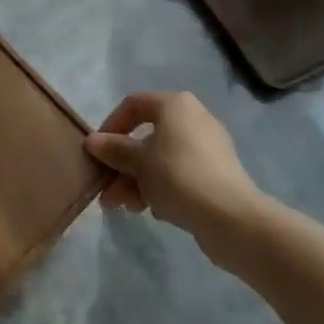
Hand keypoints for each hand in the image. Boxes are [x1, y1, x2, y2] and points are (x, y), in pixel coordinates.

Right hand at [86, 92, 261, 240]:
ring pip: (161, 159)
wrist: (231, 218)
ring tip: (125, 208)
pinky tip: (154, 211)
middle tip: (107, 190)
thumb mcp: (138, 162)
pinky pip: (180, 174)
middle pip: (146, 136)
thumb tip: (92, 141)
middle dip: (123, 165)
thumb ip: (114, 150)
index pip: (133, 104)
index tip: (98, 152)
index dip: (111, 125)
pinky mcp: (216, 174)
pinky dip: (162, 188)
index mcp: (175, 105)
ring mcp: (208, 147)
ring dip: (137, 181)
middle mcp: (193, 118)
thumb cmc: (178, 176)